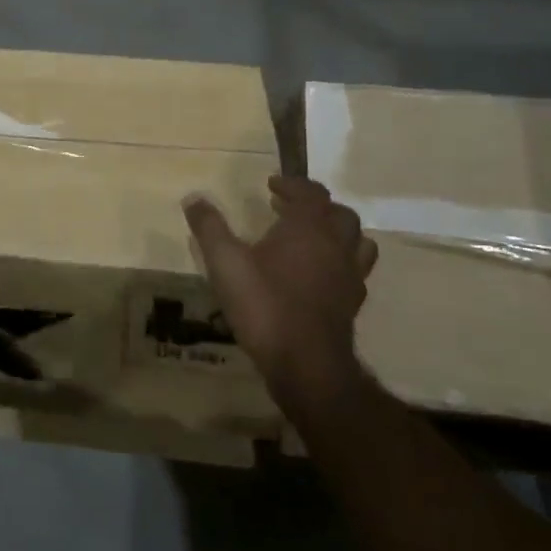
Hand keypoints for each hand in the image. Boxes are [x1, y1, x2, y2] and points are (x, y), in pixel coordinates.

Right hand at [182, 176, 376, 409]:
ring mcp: (350, 275)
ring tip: (312, 238)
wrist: (306, 366)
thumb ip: (209, 227)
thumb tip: (193, 198)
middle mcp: (336, 245)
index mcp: (309, 227)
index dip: (292, 184)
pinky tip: (319, 274)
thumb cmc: (265, 306)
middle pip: (339, 213)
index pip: (310, 192)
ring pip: (357, 241)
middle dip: (315, 206)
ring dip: (336, 232)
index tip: (272, 185)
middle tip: (287, 209)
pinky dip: (340, 261)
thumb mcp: (225, 263)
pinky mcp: (353, 303)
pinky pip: (355, 270)